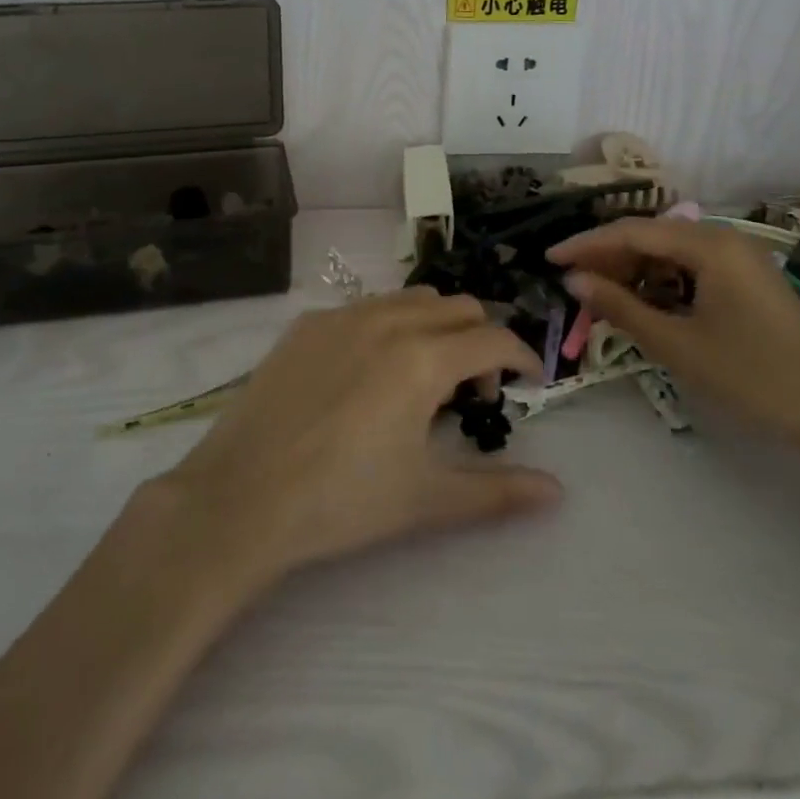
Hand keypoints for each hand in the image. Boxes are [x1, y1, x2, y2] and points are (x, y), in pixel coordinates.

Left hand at [157, 290, 560, 588]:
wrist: (242, 496)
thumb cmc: (343, 501)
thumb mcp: (427, 499)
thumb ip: (498, 490)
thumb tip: (557, 491)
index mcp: (423, 358)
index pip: (494, 339)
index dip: (523, 357)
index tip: (530, 382)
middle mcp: (388, 320)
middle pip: (458, 307)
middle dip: (481, 340)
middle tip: (474, 390)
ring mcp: (343, 315)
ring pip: (412, 299)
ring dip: (437, 325)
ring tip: (424, 376)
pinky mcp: (307, 323)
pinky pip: (366, 307)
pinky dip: (390, 326)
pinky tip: (369, 372)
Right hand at [549, 219, 799, 464]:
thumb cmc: (754, 377)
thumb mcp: (678, 345)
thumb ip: (621, 307)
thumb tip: (573, 280)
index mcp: (710, 245)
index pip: (632, 233)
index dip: (586, 244)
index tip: (549, 259)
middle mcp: (724, 238)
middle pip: (651, 237)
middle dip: (608, 257)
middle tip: (572, 282)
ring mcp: (739, 258)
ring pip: (670, 252)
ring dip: (633, 271)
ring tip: (600, 295)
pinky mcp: (747, 279)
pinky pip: (690, 268)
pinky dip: (661, 282)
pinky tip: (643, 303)